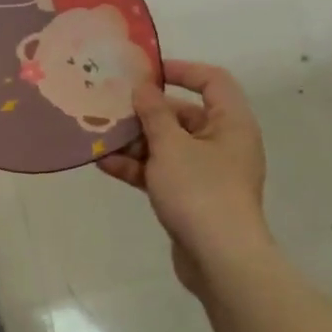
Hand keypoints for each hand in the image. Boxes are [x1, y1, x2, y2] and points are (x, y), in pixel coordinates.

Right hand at [98, 60, 273, 297]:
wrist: (221, 261)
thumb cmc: (201, 191)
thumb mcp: (171, 146)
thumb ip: (154, 113)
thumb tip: (144, 88)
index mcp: (231, 123)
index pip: (212, 81)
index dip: (182, 70)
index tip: (147, 73)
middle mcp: (223, 143)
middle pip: (184, 115)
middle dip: (146, 112)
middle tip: (111, 106)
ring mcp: (208, 173)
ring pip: (169, 146)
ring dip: (136, 142)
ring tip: (100, 136)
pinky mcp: (192, 198)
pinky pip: (163, 172)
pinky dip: (139, 168)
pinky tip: (105, 165)